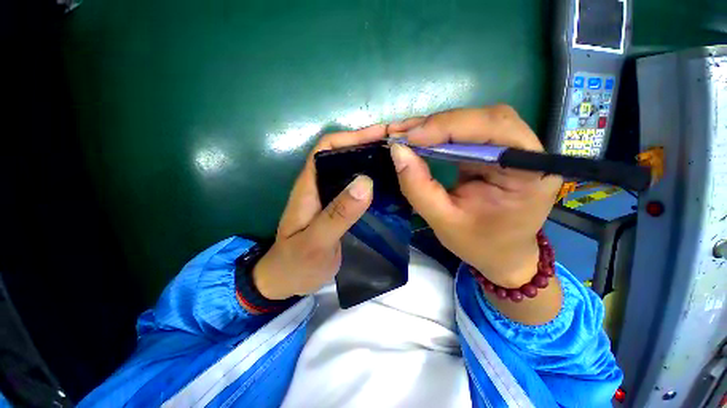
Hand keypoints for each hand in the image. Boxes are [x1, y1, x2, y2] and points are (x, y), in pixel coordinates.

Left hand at [252, 125, 386, 299]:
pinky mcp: (341, 210)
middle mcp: (321, 186)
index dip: (352, 137)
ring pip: (353, 173)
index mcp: (309, 186)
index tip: (381, 136)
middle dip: (369, 148)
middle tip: (399, 149)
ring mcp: (332, 199)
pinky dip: (374, 185)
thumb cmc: (296, 263)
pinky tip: (391, 188)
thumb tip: (366, 181)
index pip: (328, 147)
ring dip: (374, 165)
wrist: (288, 281)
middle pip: (344, 156)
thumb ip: (338, 213)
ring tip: (400, 164)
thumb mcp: (315, 241)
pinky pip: (359, 191)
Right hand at [389, 106, 562, 288]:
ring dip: (435, 126)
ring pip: (473, 121)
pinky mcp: (493, 151)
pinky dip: (438, 133)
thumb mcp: (443, 221)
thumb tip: (397, 150)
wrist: (500, 253)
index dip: (449, 127)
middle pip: (484, 118)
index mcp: (530, 172)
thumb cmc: (479, 243)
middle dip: (438, 124)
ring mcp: (511, 148)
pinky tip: (419, 139)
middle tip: (401, 133)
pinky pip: (465, 132)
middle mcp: (527, 152)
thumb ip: (418, 187)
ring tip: (405, 134)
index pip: (495, 129)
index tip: (410, 137)